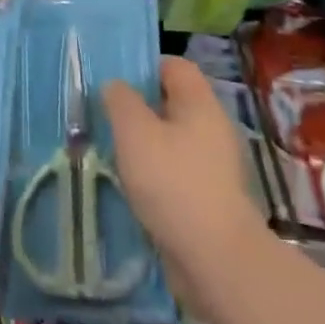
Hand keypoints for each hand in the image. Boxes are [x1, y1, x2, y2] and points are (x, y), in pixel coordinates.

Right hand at [103, 57, 269, 318]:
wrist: (215, 257)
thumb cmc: (172, 182)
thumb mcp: (134, 132)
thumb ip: (120, 101)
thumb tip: (116, 86)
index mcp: (200, 103)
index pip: (175, 66)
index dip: (145, 67)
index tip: (115, 83)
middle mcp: (214, 127)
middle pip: (174, 103)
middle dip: (141, 108)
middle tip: (108, 118)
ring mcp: (216, 164)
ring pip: (175, 139)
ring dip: (147, 144)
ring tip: (115, 153)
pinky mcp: (212, 196)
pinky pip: (179, 171)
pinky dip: (158, 174)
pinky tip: (135, 186)